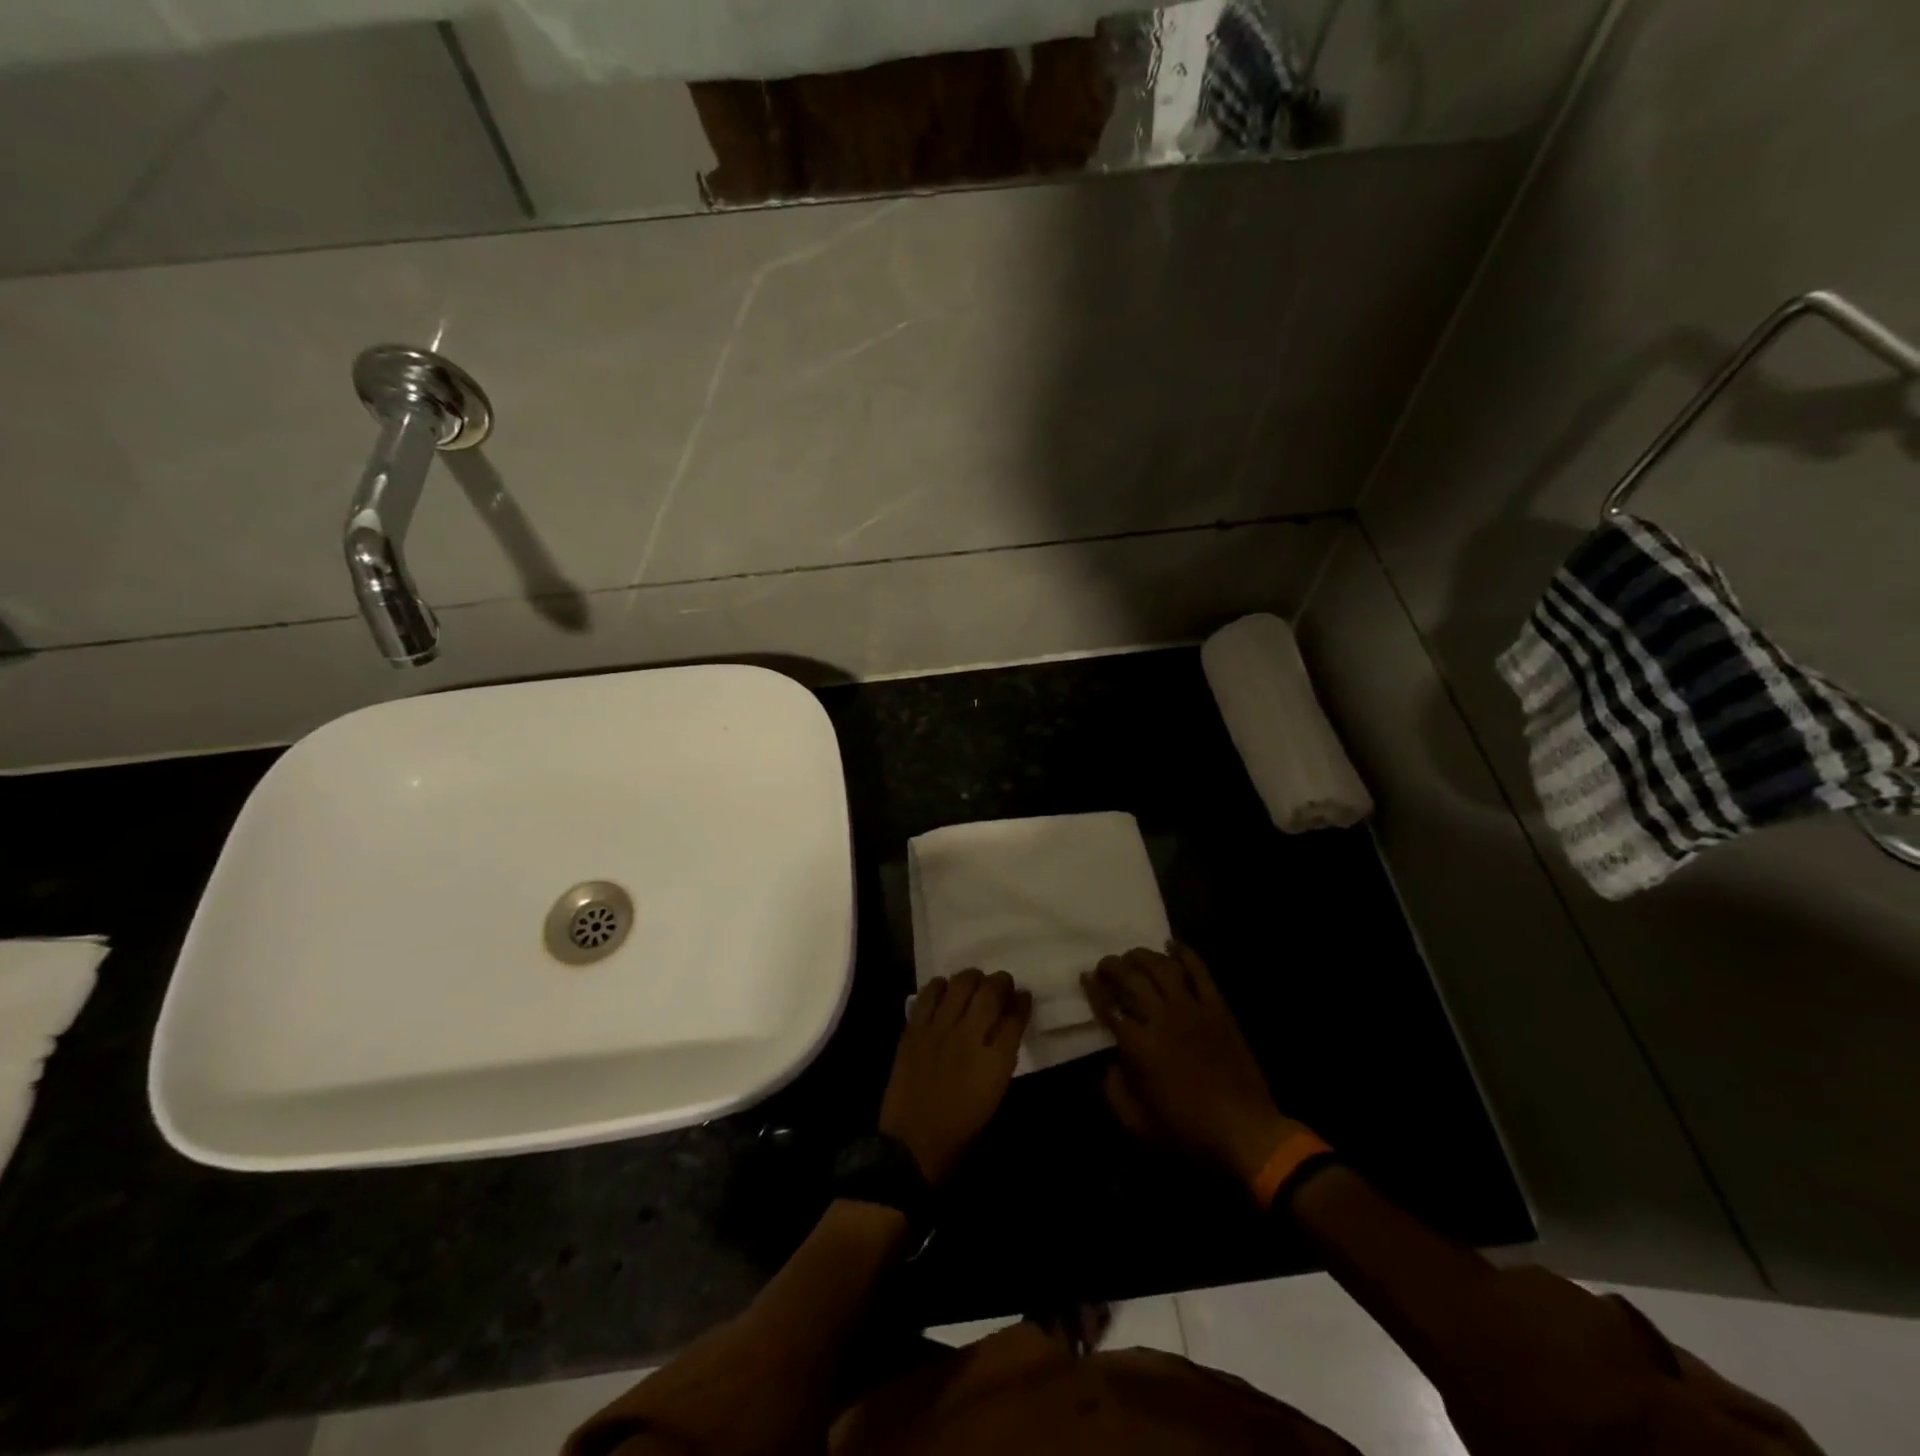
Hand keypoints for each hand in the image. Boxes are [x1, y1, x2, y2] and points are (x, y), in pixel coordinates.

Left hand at [880, 969, 1031, 1185]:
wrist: (913, 1143)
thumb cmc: (960, 1127)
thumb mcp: (994, 1095)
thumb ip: (1002, 1058)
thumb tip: (1005, 1028)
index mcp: (995, 1062)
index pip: (1015, 1017)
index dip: (1022, 1001)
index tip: (1023, 996)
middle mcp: (970, 1037)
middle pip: (990, 991)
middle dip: (1001, 981)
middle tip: (1002, 983)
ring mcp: (939, 1030)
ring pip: (961, 984)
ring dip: (972, 978)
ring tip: (974, 982)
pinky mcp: (915, 1029)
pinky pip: (929, 994)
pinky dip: (940, 986)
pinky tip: (944, 990)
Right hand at [1083, 944, 1301, 1193]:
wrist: (1247, 1134)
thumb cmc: (1189, 1133)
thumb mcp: (1138, 1124)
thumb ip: (1114, 1091)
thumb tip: (1108, 1064)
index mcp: (1140, 1046)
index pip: (1108, 1006)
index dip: (1093, 988)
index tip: (1085, 976)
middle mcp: (1163, 1018)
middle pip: (1132, 978)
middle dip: (1113, 966)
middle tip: (1105, 965)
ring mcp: (1193, 1010)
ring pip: (1163, 967)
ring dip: (1143, 956)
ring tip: (1132, 955)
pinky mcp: (1218, 1009)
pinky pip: (1200, 972)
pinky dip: (1185, 953)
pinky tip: (1173, 944)